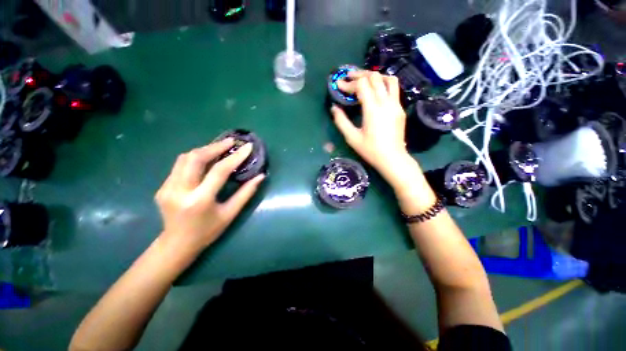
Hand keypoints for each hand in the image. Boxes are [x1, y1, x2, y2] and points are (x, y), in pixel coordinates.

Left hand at [155, 138, 264, 256]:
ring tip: (220, 147)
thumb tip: (261, 176)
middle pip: (196, 158)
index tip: (247, 147)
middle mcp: (179, 191)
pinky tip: (207, 159)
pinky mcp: (163, 187)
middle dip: (216, 146)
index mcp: (199, 200)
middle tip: (231, 141)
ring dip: (205, 149)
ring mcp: (167, 188)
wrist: (177, 244)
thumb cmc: (208, 231)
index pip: (219, 171)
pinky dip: (196, 158)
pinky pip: (180, 165)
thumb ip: (246, 193)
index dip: (235, 157)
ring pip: (185, 158)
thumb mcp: (230, 214)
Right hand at [331, 71, 421, 191]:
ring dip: (375, 76)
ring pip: (388, 79)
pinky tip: (376, 91)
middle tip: (349, 78)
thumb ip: (341, 121)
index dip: (349, 83)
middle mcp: (386, 102)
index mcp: (373, 109)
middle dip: (360, 74)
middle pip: (375, 77)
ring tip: (364, 80)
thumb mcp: (352, 138)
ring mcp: (396, 104)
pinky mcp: (400, 108)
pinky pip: (393, 89)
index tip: (339, 86)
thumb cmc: (371, 150)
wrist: (392, 158)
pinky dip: (383, 84)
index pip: (362, 85)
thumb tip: (334, 108)